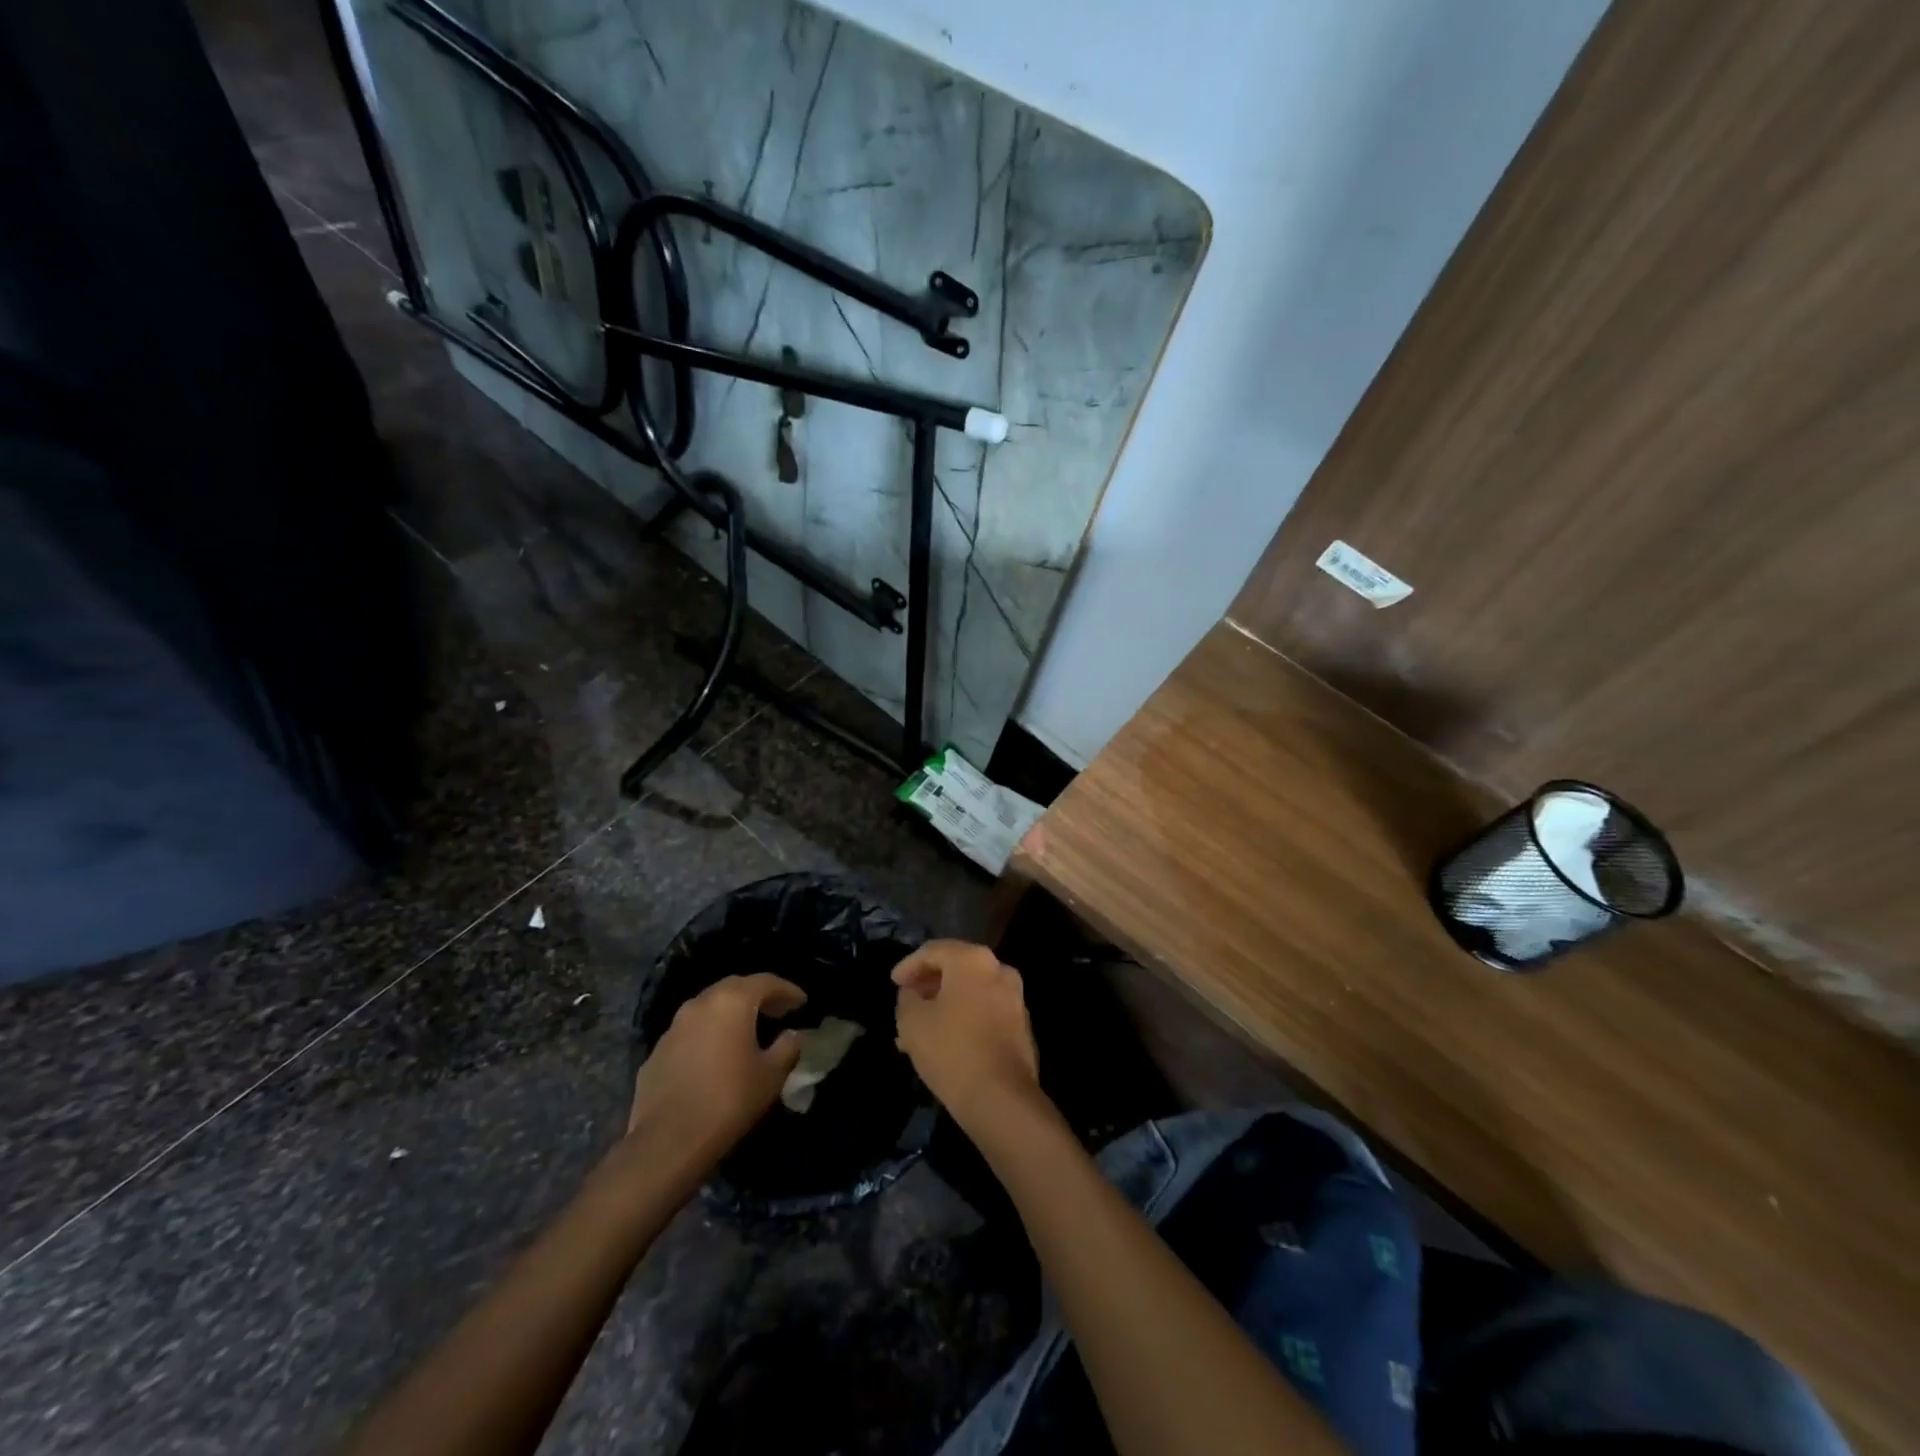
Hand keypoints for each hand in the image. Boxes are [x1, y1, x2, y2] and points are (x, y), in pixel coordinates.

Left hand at [624, 974, 806, 1168]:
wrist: (667, 1141)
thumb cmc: (728, 1100)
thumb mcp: (771, 1075)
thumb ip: (787, 1047)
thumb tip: (792, 1035)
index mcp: (732, 1001)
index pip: (766, 982)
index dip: (787, 990)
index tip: (802, 1002)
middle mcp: (701, 1003)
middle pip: (735, 987)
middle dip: (758, 995)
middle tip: (777, 1010)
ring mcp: (674, 1026)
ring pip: (709, 1007)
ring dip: (731, 1013)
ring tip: (747, 1030)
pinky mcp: (657, 1051)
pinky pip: (691, 1032)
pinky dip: (709, 1034)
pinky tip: (716, 1055)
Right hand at [893, 940, 1039, 1130]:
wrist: (1001, 1098)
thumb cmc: (951, 1050)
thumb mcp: (912, 1022)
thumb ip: (907, 998)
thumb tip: (912, 993)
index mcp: (972, 960)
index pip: (933, 951)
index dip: (908, 965)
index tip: (893, 983)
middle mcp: (999, 969)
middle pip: (955, 969)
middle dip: (928, 986)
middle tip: (906, 1004)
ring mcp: (1014, 997)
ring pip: (970, 993)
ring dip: (944, 1005)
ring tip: (919, 1029)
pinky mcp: (1021, 1025)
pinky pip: (984, 1011)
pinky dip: (964, 1018)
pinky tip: (944, 1041)